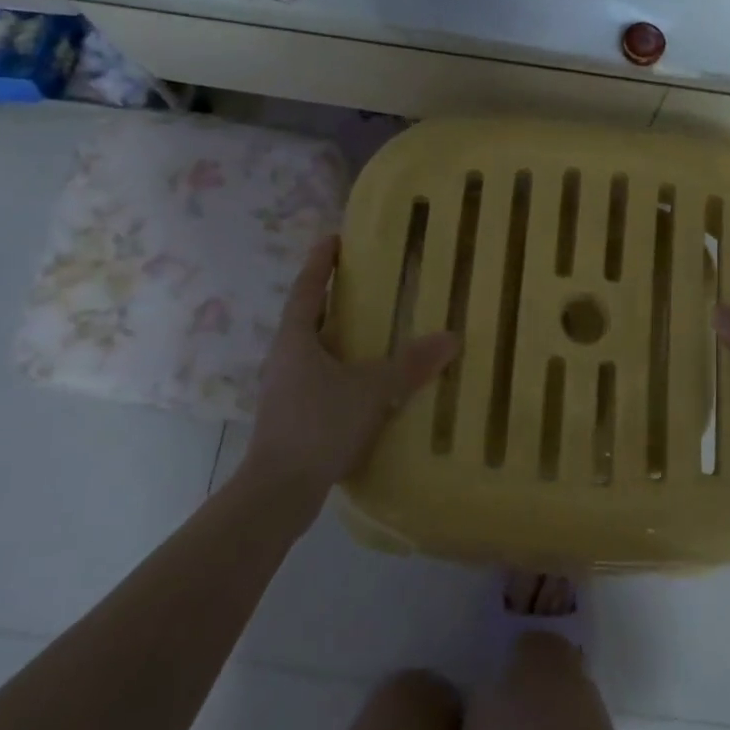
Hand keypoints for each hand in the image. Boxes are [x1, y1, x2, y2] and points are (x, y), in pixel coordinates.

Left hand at [240, 237, 459, 509]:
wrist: (278, 491)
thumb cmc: (318, 425)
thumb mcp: (371, 390)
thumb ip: (409, 364)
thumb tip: (451, 337)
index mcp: (295, 339)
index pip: (307, 288)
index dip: (320, 262)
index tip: (333, 238)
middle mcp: (284, 357)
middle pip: (307, 317)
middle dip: (330, 297)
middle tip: (362, 282)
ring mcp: (283, 388)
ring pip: (312, 350)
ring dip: (335, 336)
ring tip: (369, 330)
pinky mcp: (290, 416)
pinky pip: (317, 378)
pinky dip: (339, 369)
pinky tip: (363, 383)